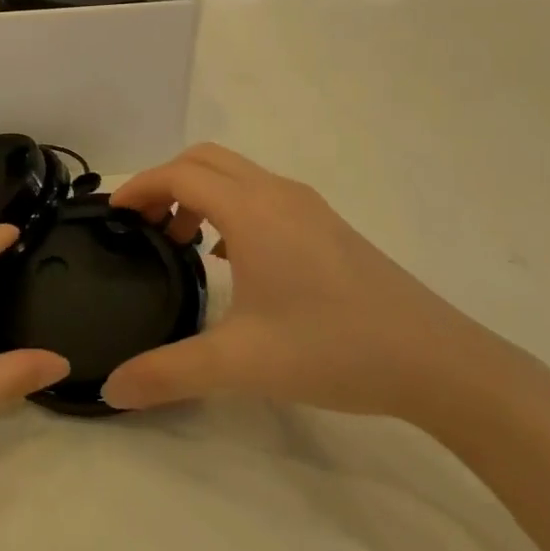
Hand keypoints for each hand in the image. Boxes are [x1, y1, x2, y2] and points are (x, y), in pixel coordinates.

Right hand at [101, 144, 493, 419]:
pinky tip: (230, 259)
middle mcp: (277, 194)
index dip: (140, 187)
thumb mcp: (241, 364)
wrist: (439, 363)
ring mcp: (308, 207)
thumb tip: (110, 390)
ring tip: (181, 242)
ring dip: (199, 193)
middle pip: (205, 160)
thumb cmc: (333, 349)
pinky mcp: (328, 226)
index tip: (113, 214)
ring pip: (236, 175)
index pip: (179, 175)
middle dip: (165, 182)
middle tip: (142, 225)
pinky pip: (261, 195)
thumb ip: (167, 373)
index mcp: (252, 211)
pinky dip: (229, 207)